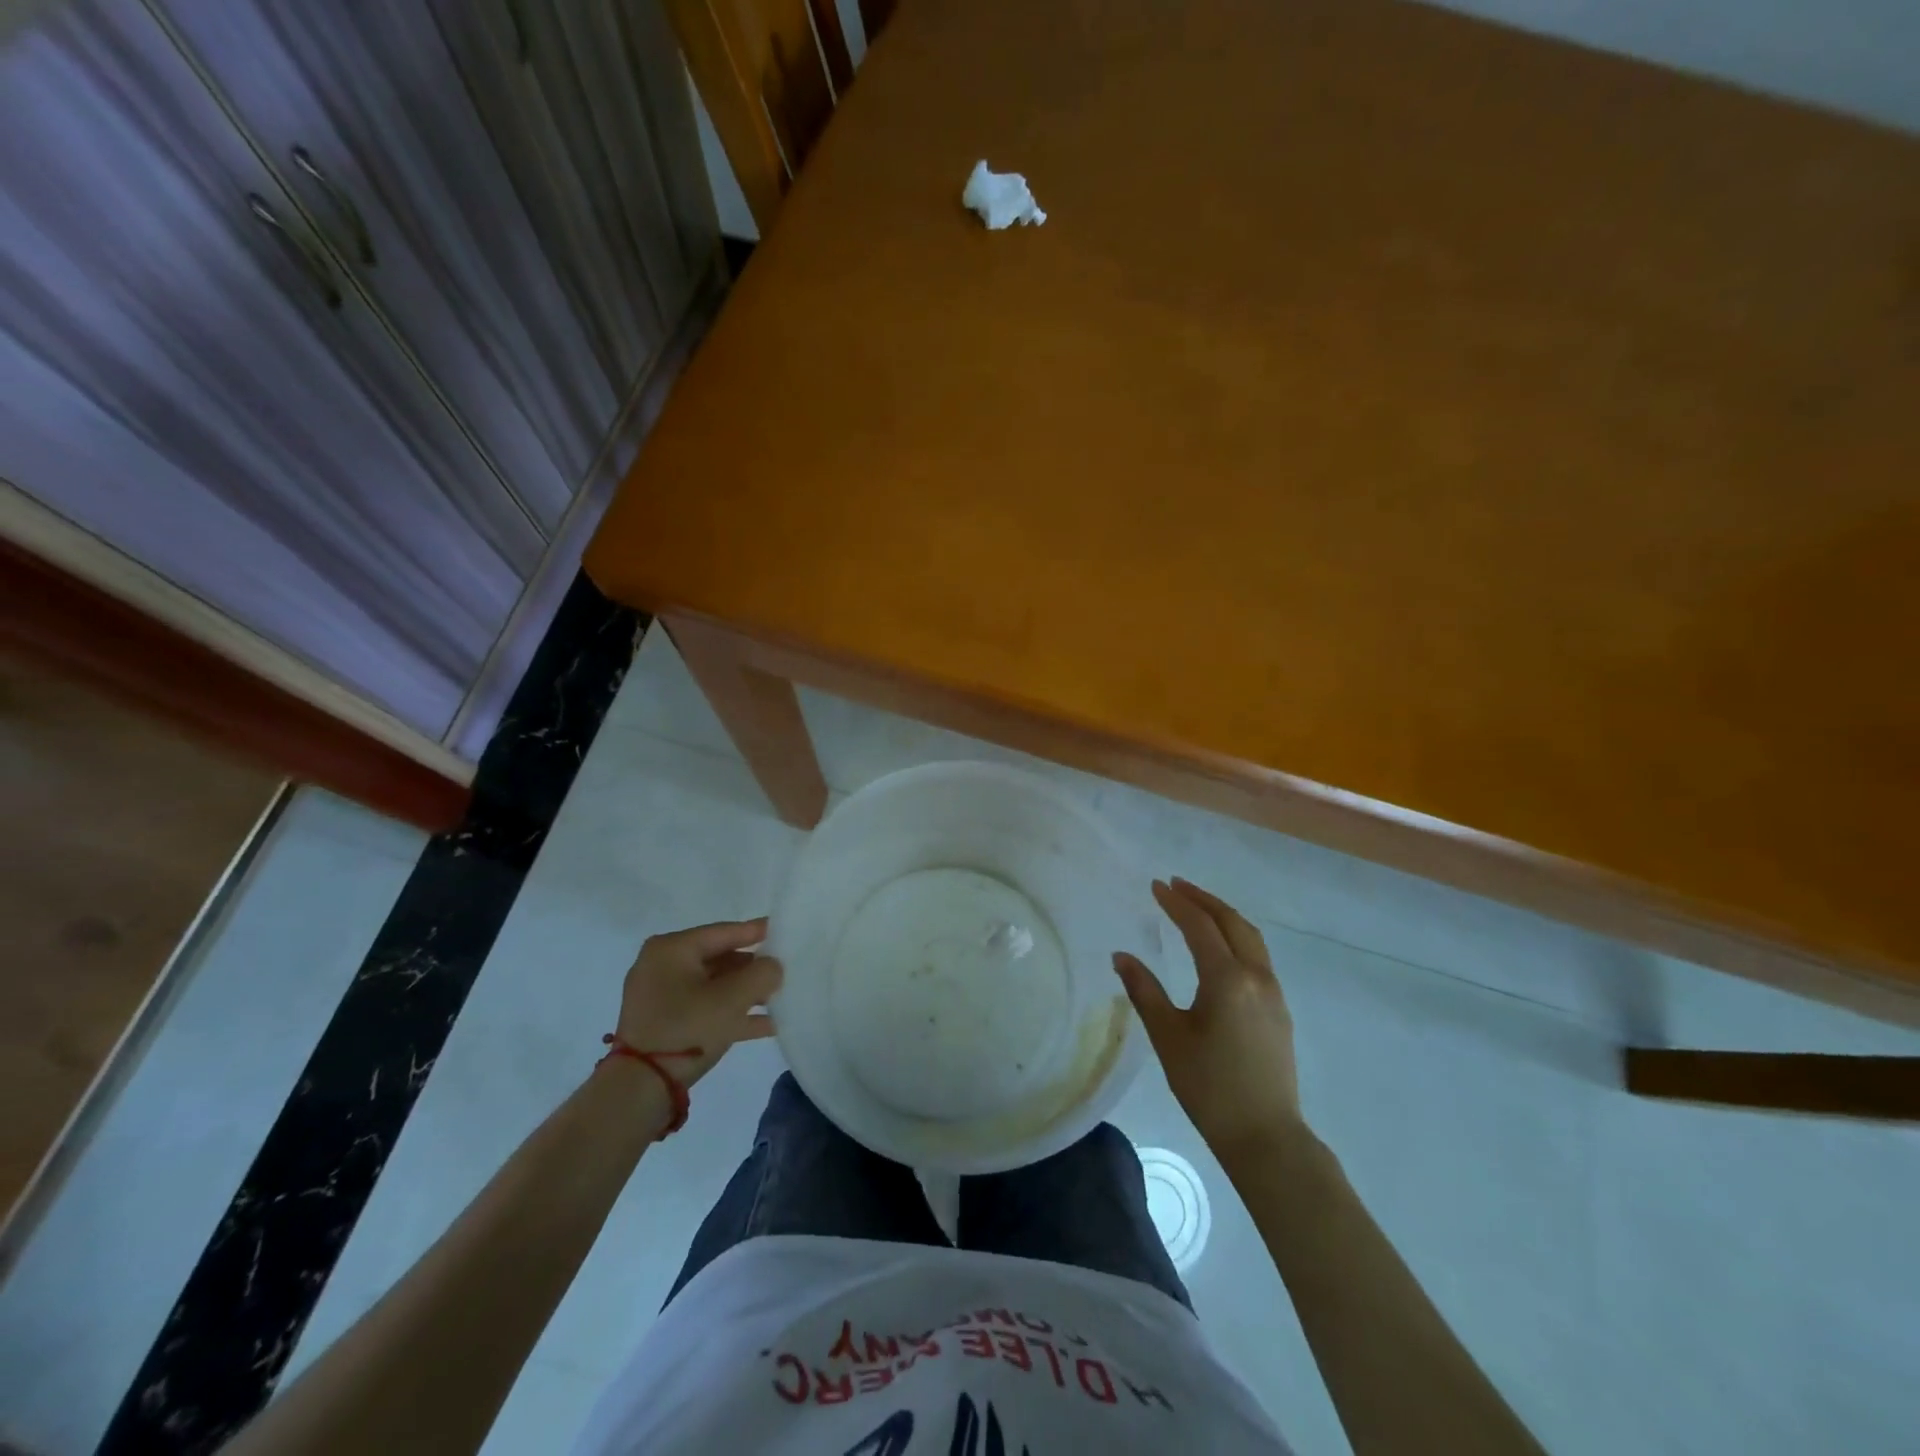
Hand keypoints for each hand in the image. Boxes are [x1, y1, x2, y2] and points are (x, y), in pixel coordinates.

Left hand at [614, 918, 782, 1088]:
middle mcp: (662, 966)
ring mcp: (660, 997)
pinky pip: (704, 1009)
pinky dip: (731, 1014)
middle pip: (719, 959)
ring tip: (779, 998)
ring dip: (745, 993)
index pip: (723, 932)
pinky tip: (766, 1024)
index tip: (783, 930)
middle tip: (784, 970)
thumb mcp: (733, 998)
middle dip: (752, 968)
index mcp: (672, 949)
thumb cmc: (687, 1028)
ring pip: (713, 986)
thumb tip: (773, 967)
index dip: (756, 931)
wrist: (640, 1089)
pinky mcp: (662, 1024)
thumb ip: (762, 974)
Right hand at [1114, 879, 1303, 1160]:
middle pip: (1232, 922)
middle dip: (1203, 899)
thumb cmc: (1209, 1087)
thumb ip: (1144, 991)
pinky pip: (1258, 956)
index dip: (1176, 903)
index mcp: (1227, 979)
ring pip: (1250, 938)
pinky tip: (1220, 948)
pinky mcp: (1279, 1010)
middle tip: (1176, 886)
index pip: (1200, 926)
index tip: (1156, 886)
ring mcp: (1273, 993)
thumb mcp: (1168, 1037)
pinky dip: (1236, 937)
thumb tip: (1121, 956)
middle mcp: (1255, 977)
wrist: (1265, 1135)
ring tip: (1197, 907)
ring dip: (1223, 916)